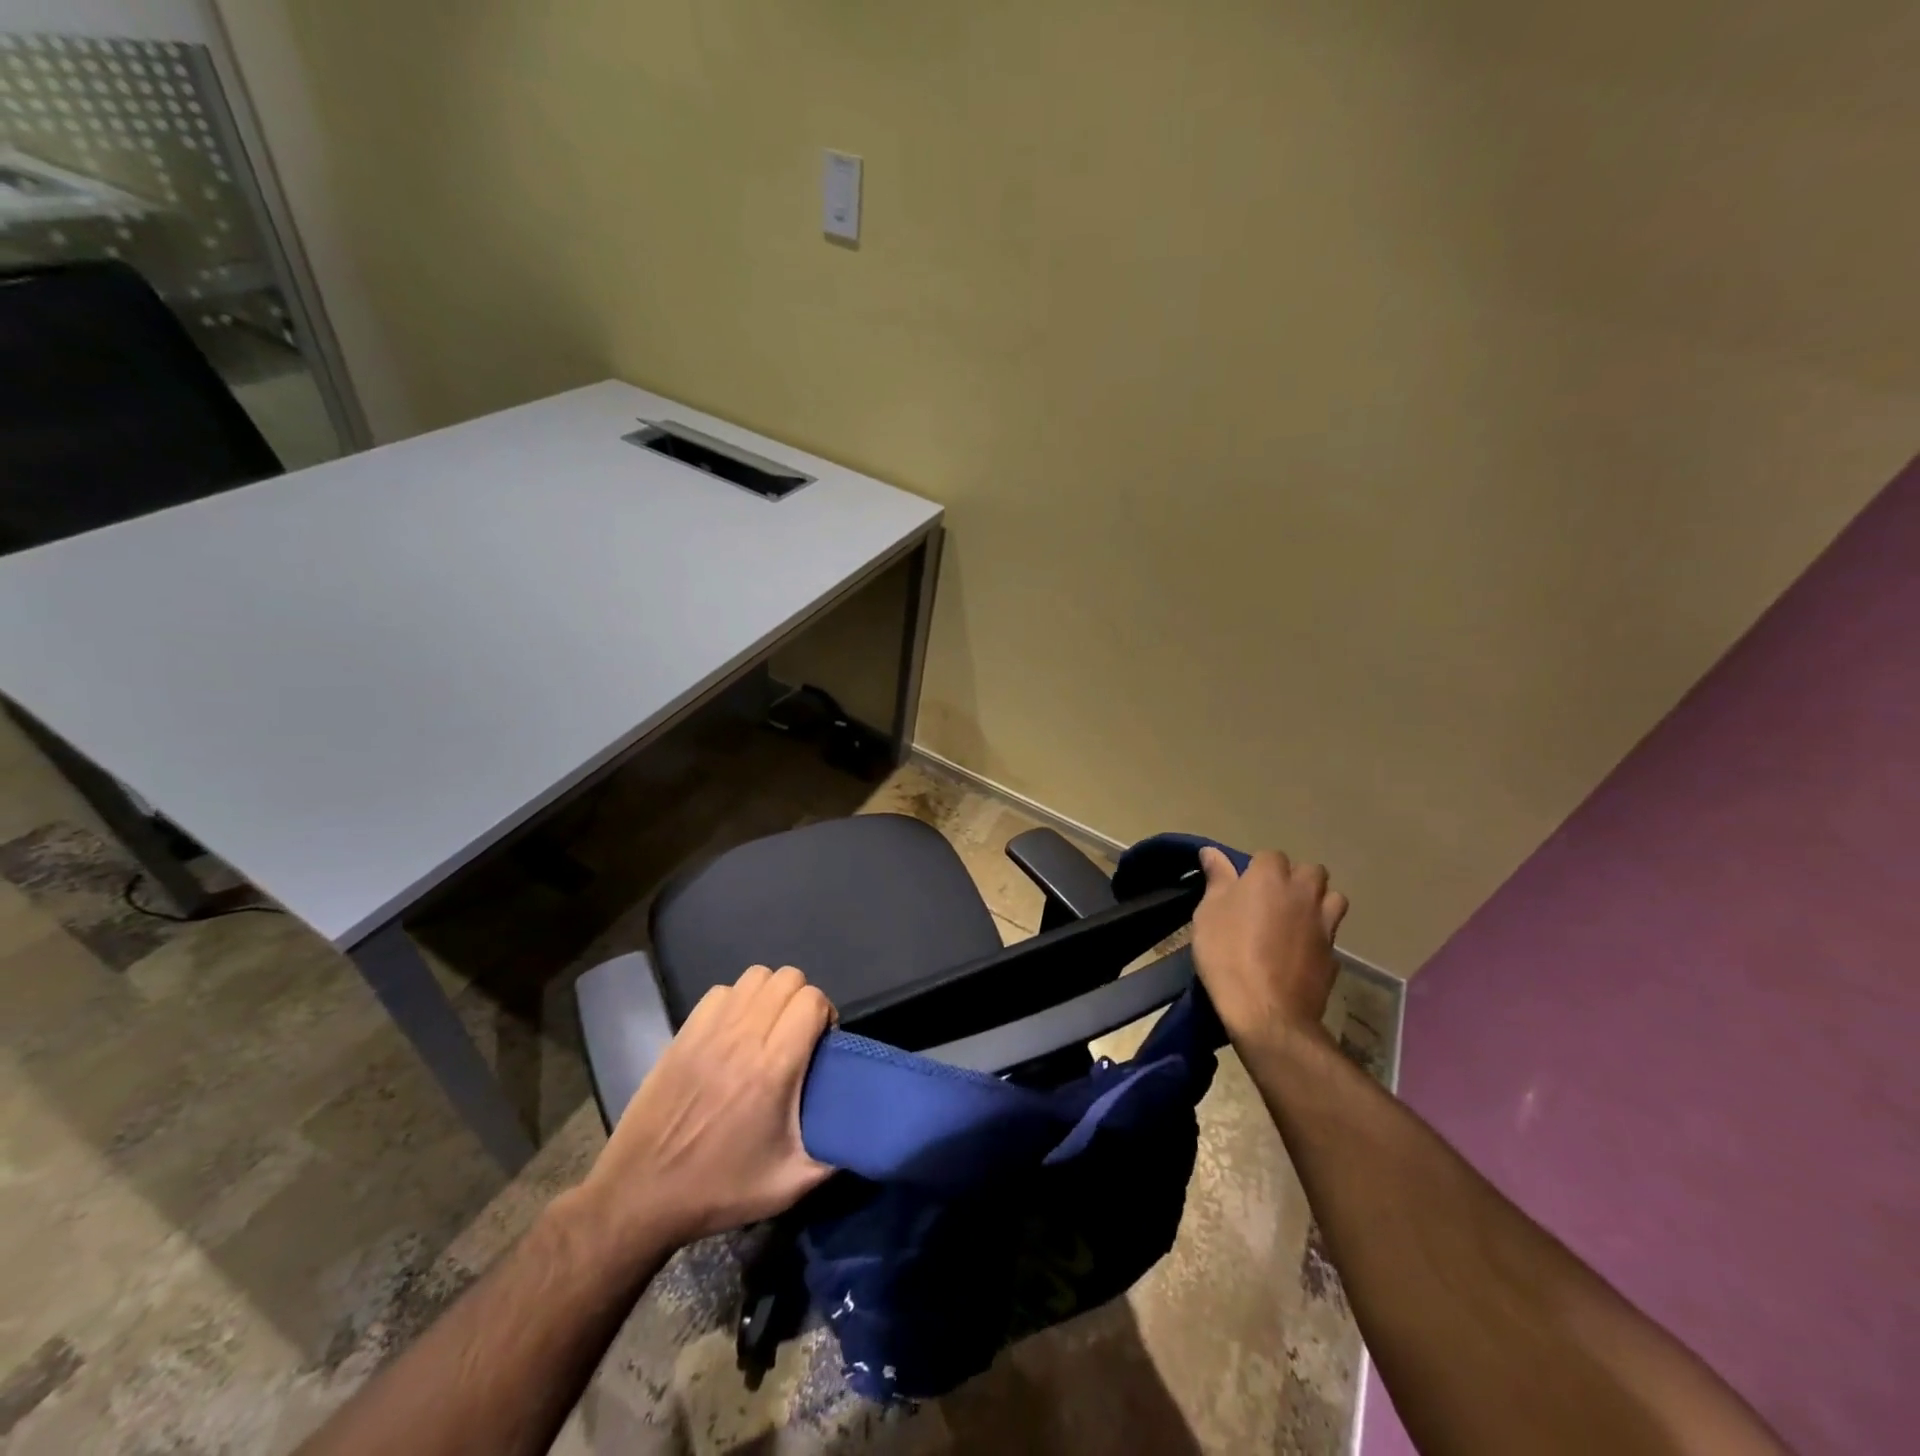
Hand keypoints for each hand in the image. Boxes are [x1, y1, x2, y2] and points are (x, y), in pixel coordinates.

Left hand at [577, 965, 835, 1252]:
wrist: (640, 1196)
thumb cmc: (719, 1189)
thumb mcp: (788, 1185)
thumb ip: (834, 1155)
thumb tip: (865, 1135)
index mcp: (773, 1067)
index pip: (812, 1000)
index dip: (825, 1015)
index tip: (822, 1044)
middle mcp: (743, 1037)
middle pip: (787, 979)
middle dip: (802, 1000)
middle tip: (798, 1036)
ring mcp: (709, 1031)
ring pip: (754, 977)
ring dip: (770, 995)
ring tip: (768, 1028)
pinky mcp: (683, 1033)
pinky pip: (721, 992)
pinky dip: (736, 1001)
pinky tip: (734, 1032)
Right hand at [1192, 849, 1347, 1050]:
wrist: (1266, 1011)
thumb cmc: (1227, 954)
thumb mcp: (1208, 914)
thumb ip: (1217, 879)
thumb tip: (1212, 852)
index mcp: (1270, 878)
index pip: (1270, 856)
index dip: (1257, 869)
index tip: (1242, 887)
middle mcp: (1303, 894)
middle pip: (1312, 871)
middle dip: (1296, 878)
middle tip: (1273, 899)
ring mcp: (1324, 925)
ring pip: (1333, 898)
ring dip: (1318, 902)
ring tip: (1296, 919)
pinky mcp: (1334, 955)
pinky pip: (1331, 935)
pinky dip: (1320, 938)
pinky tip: (1301, 953)